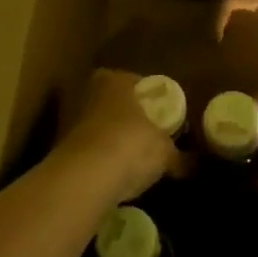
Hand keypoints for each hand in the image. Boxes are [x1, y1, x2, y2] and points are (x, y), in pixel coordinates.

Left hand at [55, 68, 187, 201]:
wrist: (85, 177)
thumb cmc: (131, 145)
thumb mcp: (165, 152)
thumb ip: (179, 157)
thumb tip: (196, 166)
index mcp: (115, 82)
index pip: (132, 79)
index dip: (146, 95)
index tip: (159, 112)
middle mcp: (90, 94)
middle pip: (111, 102)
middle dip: (126, 116)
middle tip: (147, 134)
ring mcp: (71, 121)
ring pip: (97, 126)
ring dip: (110, 139)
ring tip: (132, 159)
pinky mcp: (61, 150)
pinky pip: (87, 152)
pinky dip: (99, 161)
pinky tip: (113, 176)